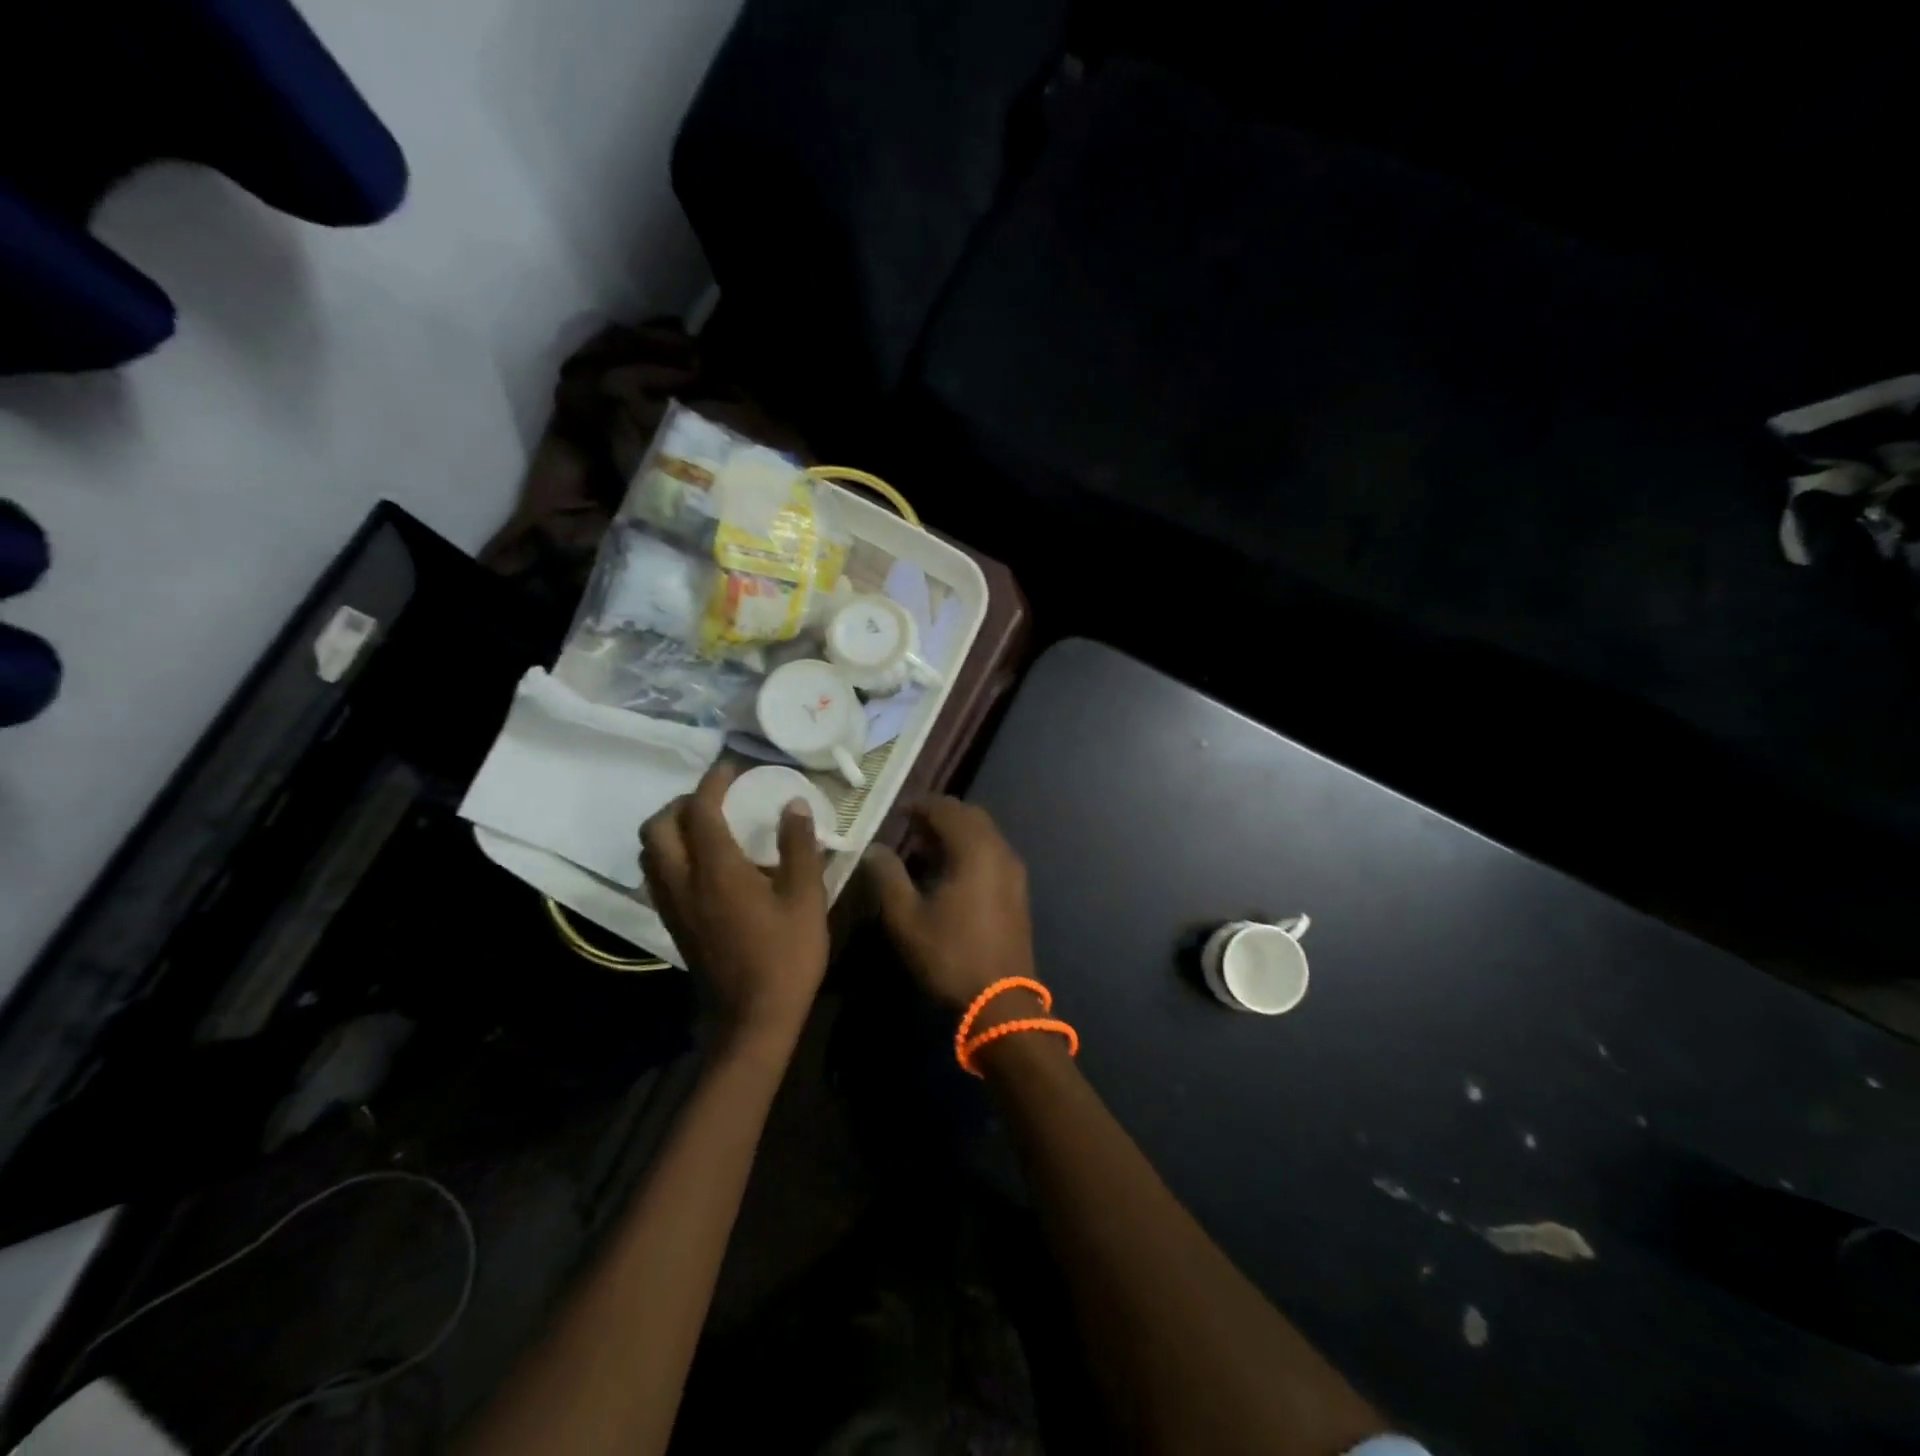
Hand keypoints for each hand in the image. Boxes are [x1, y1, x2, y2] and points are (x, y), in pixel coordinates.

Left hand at [641, 761, 828, 1042]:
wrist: (752, 1020)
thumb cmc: (787, 957)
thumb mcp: (806, 899)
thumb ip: (798, 847)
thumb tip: (795, 804)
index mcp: (717, 870)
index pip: (701, 810)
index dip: (713, 783)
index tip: (732, 769)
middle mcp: (683, 881)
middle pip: (658, 827)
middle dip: (681, 803)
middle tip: (714, 798)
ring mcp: (672, 905)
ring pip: (649, 852)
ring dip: (669, 828)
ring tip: (704, 825)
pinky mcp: (672, 924)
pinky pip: (656, 875)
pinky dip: (669, 853)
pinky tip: (702, 863)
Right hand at [864, 798, 1036, 1015]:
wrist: (1001, 1000)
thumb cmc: (950, 955)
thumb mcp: (906, 918)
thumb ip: (888, 876)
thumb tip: (875, 849)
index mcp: (975, 849)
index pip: (946, 808)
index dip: (920, 804)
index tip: (896, 813)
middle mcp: (1000, 850)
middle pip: (970, 815)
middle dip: (939, 815)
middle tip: (909, 828)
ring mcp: (1014, 870)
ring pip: (984, 833)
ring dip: (956, 832)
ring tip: (924, 850)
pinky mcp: (1018, 890)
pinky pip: (992, 852)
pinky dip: (970, 849)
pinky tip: (948, 872)